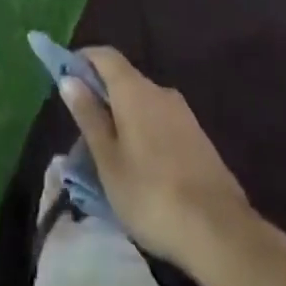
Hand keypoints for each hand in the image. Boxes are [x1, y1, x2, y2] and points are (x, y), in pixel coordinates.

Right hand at [58, 48, 252, 268]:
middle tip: (84, 130)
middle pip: (124, 79)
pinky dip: (144, 132)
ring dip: (124, 117)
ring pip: (143, 103)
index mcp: (134, 90)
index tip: (66, 78)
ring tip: (111, 156)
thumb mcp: (108, 160)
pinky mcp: (197, 137)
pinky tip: (142, 168)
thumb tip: (69, 79)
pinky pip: (161, 122)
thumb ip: (89, 116)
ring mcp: (183, 113)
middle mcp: (160, 91)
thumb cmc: (151, 194)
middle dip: (102, 95)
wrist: (219, 230)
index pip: (105, 55)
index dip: (83, 60)